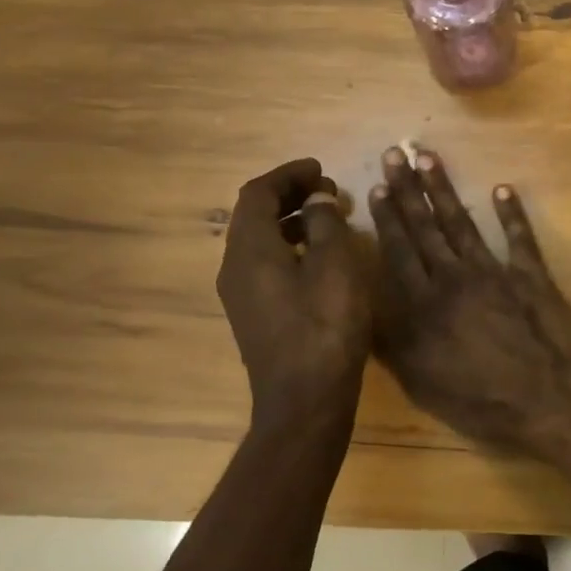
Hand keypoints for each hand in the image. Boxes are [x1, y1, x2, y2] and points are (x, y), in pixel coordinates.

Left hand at [217, 158, 369, 429]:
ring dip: (290, 221)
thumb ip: (325, 223)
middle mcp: (234, 267)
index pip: (257, 193)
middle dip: (289, 195)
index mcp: (250, 250)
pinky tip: (320, 258)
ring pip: (259, 241)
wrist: (305, 401)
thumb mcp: (335, 265)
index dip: (288, 175)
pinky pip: (264, 265)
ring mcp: (240, 295)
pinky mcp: (253, 315)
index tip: (321, 169)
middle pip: (253, 215)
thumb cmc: (325, 327)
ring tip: (329, 219)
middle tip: (328, 191)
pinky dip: (288, 247)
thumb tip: (317, 199)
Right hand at [370, 146, 570, 452]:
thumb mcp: (421, 382)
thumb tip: (362, 309)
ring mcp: (495, 271)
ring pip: (463, 223)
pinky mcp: (531, 275)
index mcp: (425, 303)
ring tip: (429, 158)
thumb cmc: (481, 400)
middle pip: (426, 227)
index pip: (399, 251)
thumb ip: (391, 343)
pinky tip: (503, 189)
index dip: (387, 218)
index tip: (377, 186)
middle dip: (408, 189)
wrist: (550, 397)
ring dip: (444, 189)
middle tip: (395, 153)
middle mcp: (455, 277)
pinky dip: (512, 213)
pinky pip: (519, 237)